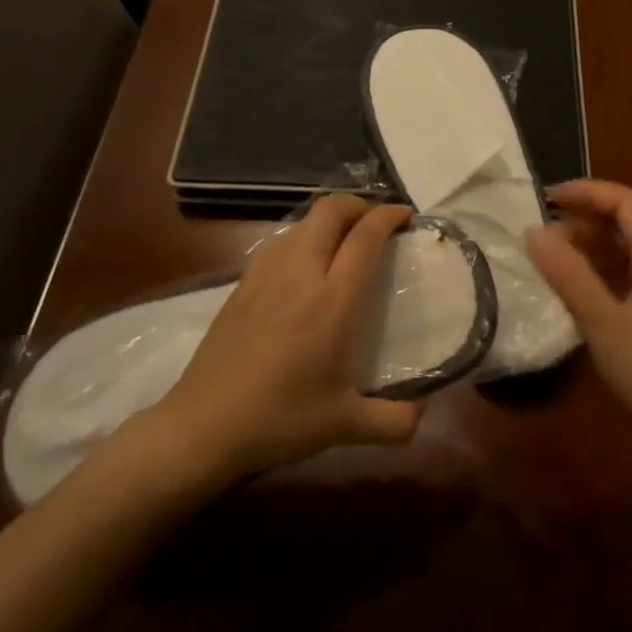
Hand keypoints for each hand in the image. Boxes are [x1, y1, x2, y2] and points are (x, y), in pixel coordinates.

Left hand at [150, 196, 423, 480]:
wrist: (204, 425)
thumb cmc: (280, 420)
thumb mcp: (346, 427)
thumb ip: (397, 422)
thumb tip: (426, 410)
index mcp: (332, 300)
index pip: (365, 237)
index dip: (388, 217)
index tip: (405, 216)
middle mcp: (299, 274)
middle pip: (329, 211)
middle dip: (358, 205)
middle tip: (376, 224)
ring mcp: (265, 274)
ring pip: (301, 222)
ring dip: (328, 220)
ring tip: (343, 242)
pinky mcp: (241, 284)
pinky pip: (279, 242)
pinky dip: (302, 237)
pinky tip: (304, 267)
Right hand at [527, 179, 631, 468]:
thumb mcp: (604, 323)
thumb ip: (569, 275)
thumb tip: (534, 231)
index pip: (629, 203)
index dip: (589, 191)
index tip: (546, 198)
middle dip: (588, 218)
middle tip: (544, 231)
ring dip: (595, 247)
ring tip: (555, 258)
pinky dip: (606, 274)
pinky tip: (583, 295)